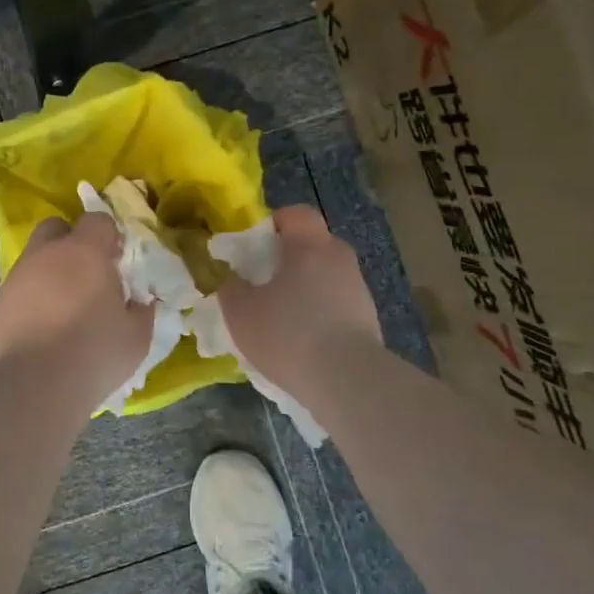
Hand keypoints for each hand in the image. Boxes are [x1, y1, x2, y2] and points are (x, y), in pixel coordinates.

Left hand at [0, 215, 153, 404]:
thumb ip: (141, 311)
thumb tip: (141, 301)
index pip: (97, 220)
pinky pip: (15, 295)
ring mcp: (14, 280)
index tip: (117, 259)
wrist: (33, 389)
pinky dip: (27, 305)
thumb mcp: (136, 337)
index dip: (108, 236)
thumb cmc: (94, 355)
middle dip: (70, 241)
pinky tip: (37, 336)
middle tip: (85, 275)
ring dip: (47, 276)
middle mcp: (45, 256)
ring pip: (32, 263)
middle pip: (55, 228)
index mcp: (84, 253)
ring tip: (61, 313)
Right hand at [217, 205, 381, 393]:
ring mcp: (358, 288)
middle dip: (288, 257)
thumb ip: (228, 285)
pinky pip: (338, 302)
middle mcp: (339, 258)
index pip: (297, 214)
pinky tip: (304, 340)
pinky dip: (321, 311)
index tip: (254, 245)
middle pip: (313, 244)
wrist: (347, 379)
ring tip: (283, 316)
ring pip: (326, 275)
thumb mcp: (240, 312)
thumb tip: (226, 273)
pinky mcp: (368, 318)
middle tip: (263, 282)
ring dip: (305, 286)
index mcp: (310, 246)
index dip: (275, 222)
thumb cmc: (288, 334)